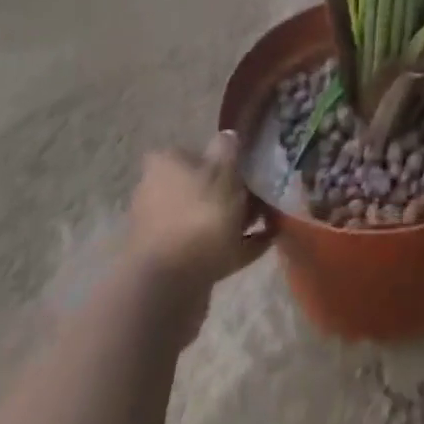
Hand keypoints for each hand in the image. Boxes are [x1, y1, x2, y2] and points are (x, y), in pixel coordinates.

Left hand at [126, 132, 270, 345]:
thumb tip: (227, 135)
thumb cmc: (198, 216)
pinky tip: (263, 244)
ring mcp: (162, 231)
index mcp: (165, 165)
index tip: (244, 165)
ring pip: (205, 217)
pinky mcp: (172, 263)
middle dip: (229, 192)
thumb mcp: (224, 172)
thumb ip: (228, 150)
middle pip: (199, 186)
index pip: (191, 151)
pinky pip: (209, 247)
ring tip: (268, 222)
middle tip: (261, 195)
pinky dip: (233, 245)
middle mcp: (156, 193)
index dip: (218, 156)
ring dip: (232, 220)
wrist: (168, 289)